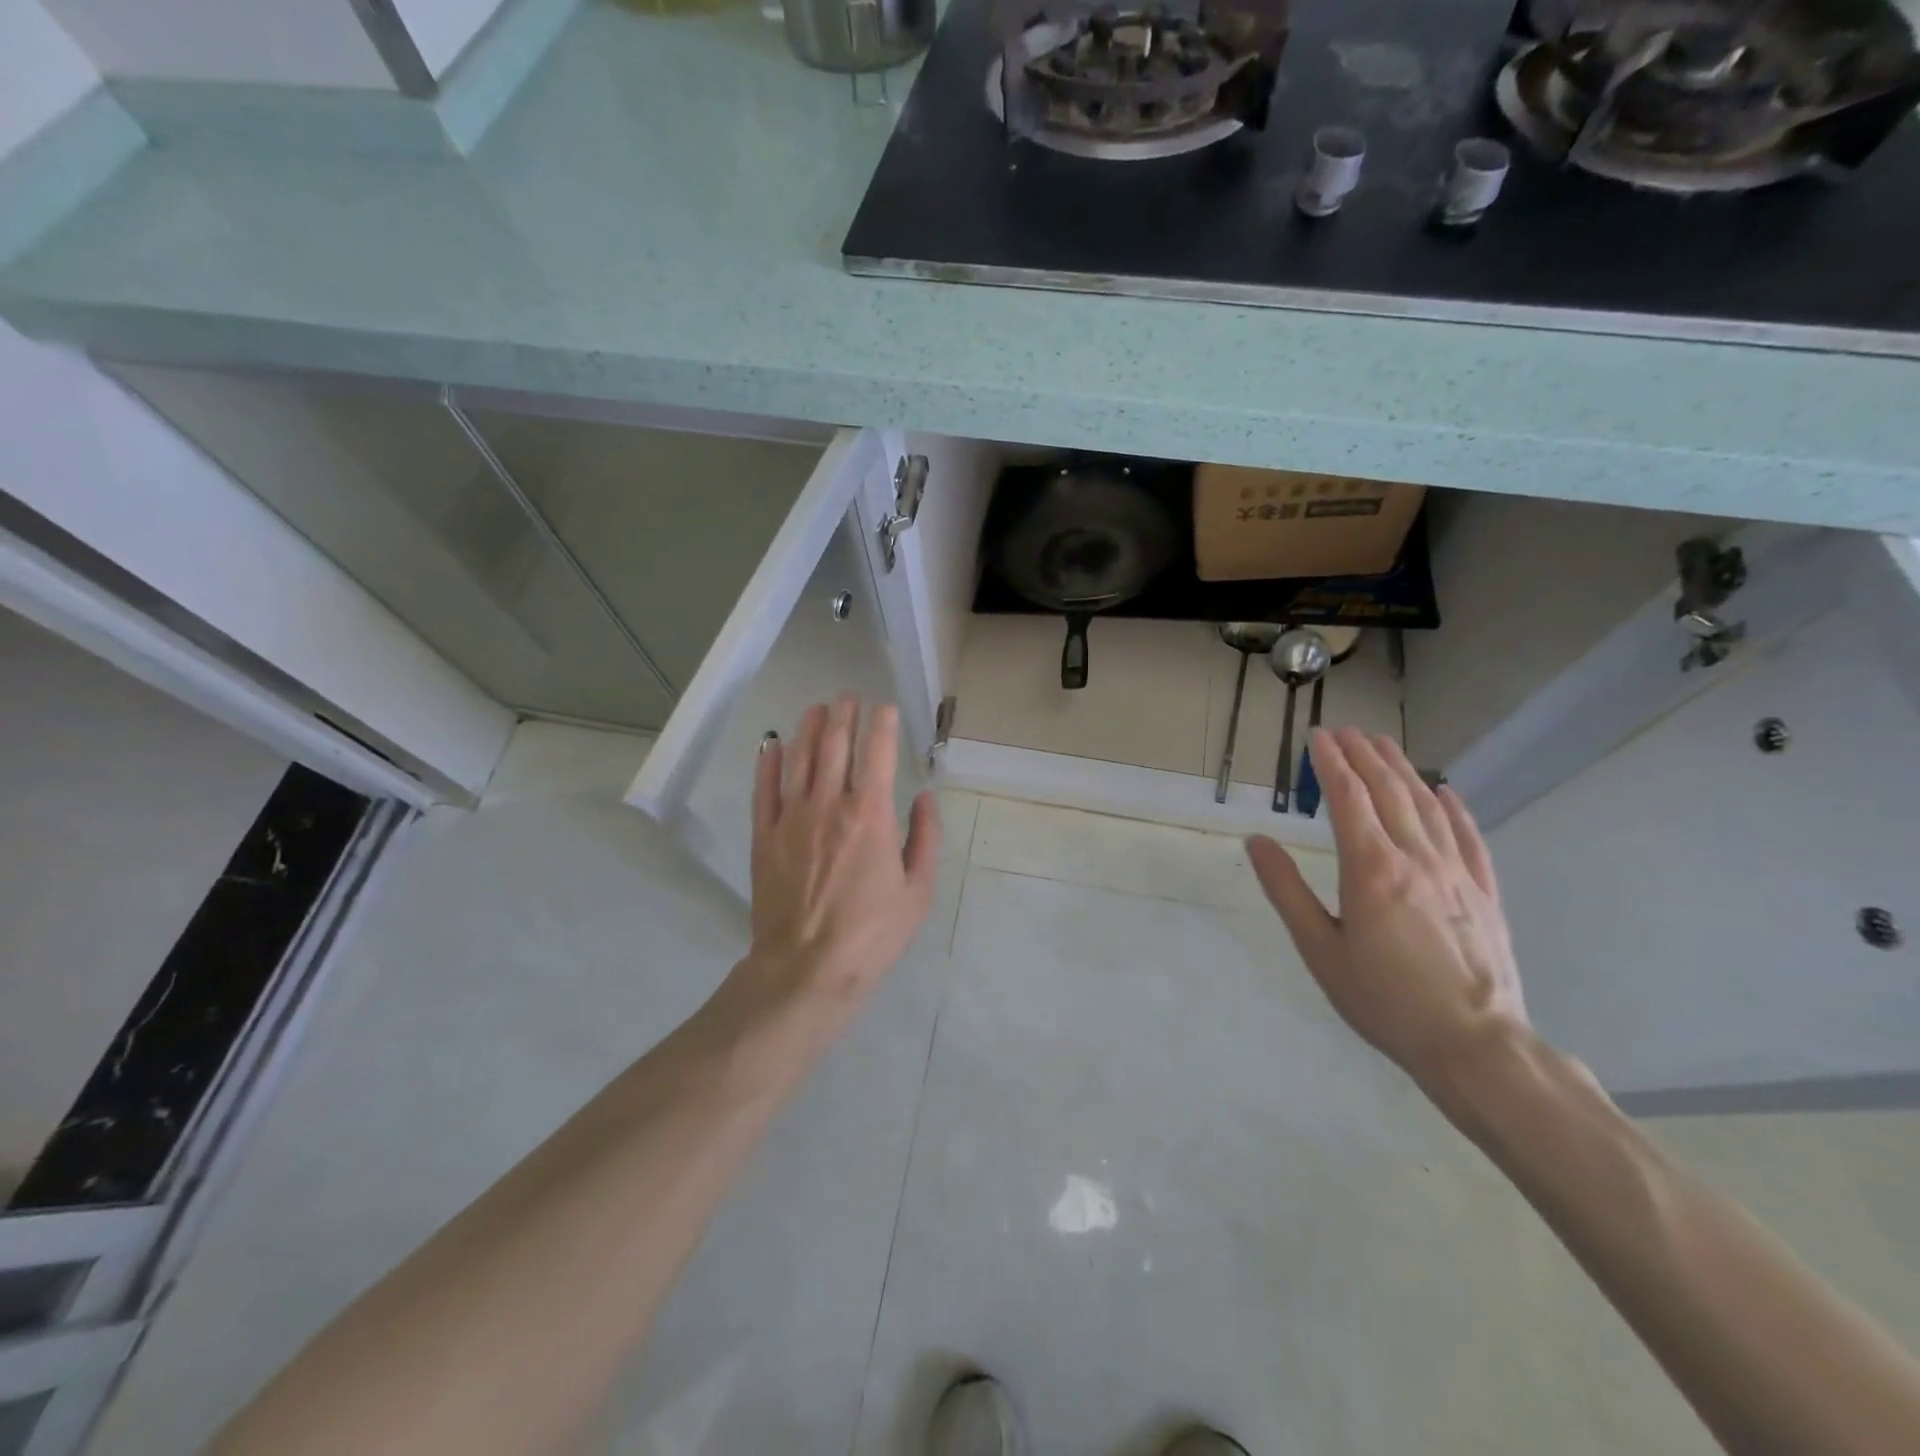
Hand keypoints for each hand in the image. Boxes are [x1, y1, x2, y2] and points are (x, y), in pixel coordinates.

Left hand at [728, 697, 939, 1038]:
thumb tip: (924, 797)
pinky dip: (769, 763)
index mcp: (871, 815)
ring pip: (800, 759)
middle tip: (848, 696)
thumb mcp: (917, 891)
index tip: (886, 708)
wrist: (806, 969)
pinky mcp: (764, 836)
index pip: (878, 752)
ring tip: (816, 708)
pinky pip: (764, 790)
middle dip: (844, 714)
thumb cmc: (872, 934)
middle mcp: (829, 805)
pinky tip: (773, 744)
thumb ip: (925, 838)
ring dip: (809, 728)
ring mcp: (791, 818)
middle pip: (835, 745)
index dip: (882, 723)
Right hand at [1247, 726, 1527, 1093]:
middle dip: (1365, 755)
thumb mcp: (1320, 949)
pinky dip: (1455, 808)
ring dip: (1403, 770)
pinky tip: (1446, 791)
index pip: (1348, 798)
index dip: (1331, 763)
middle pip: (1389, 791)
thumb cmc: (1384, 1000)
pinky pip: (1469, 838)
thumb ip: (1287, 890)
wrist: (1475, 1044)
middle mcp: (1415, 858)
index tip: (1317, 736)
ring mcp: (1456, 873)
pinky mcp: (1484, 893)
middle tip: (1347, 730)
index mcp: (1371, 869)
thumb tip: (1256, 842)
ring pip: (1428, 806)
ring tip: (1385, 744)